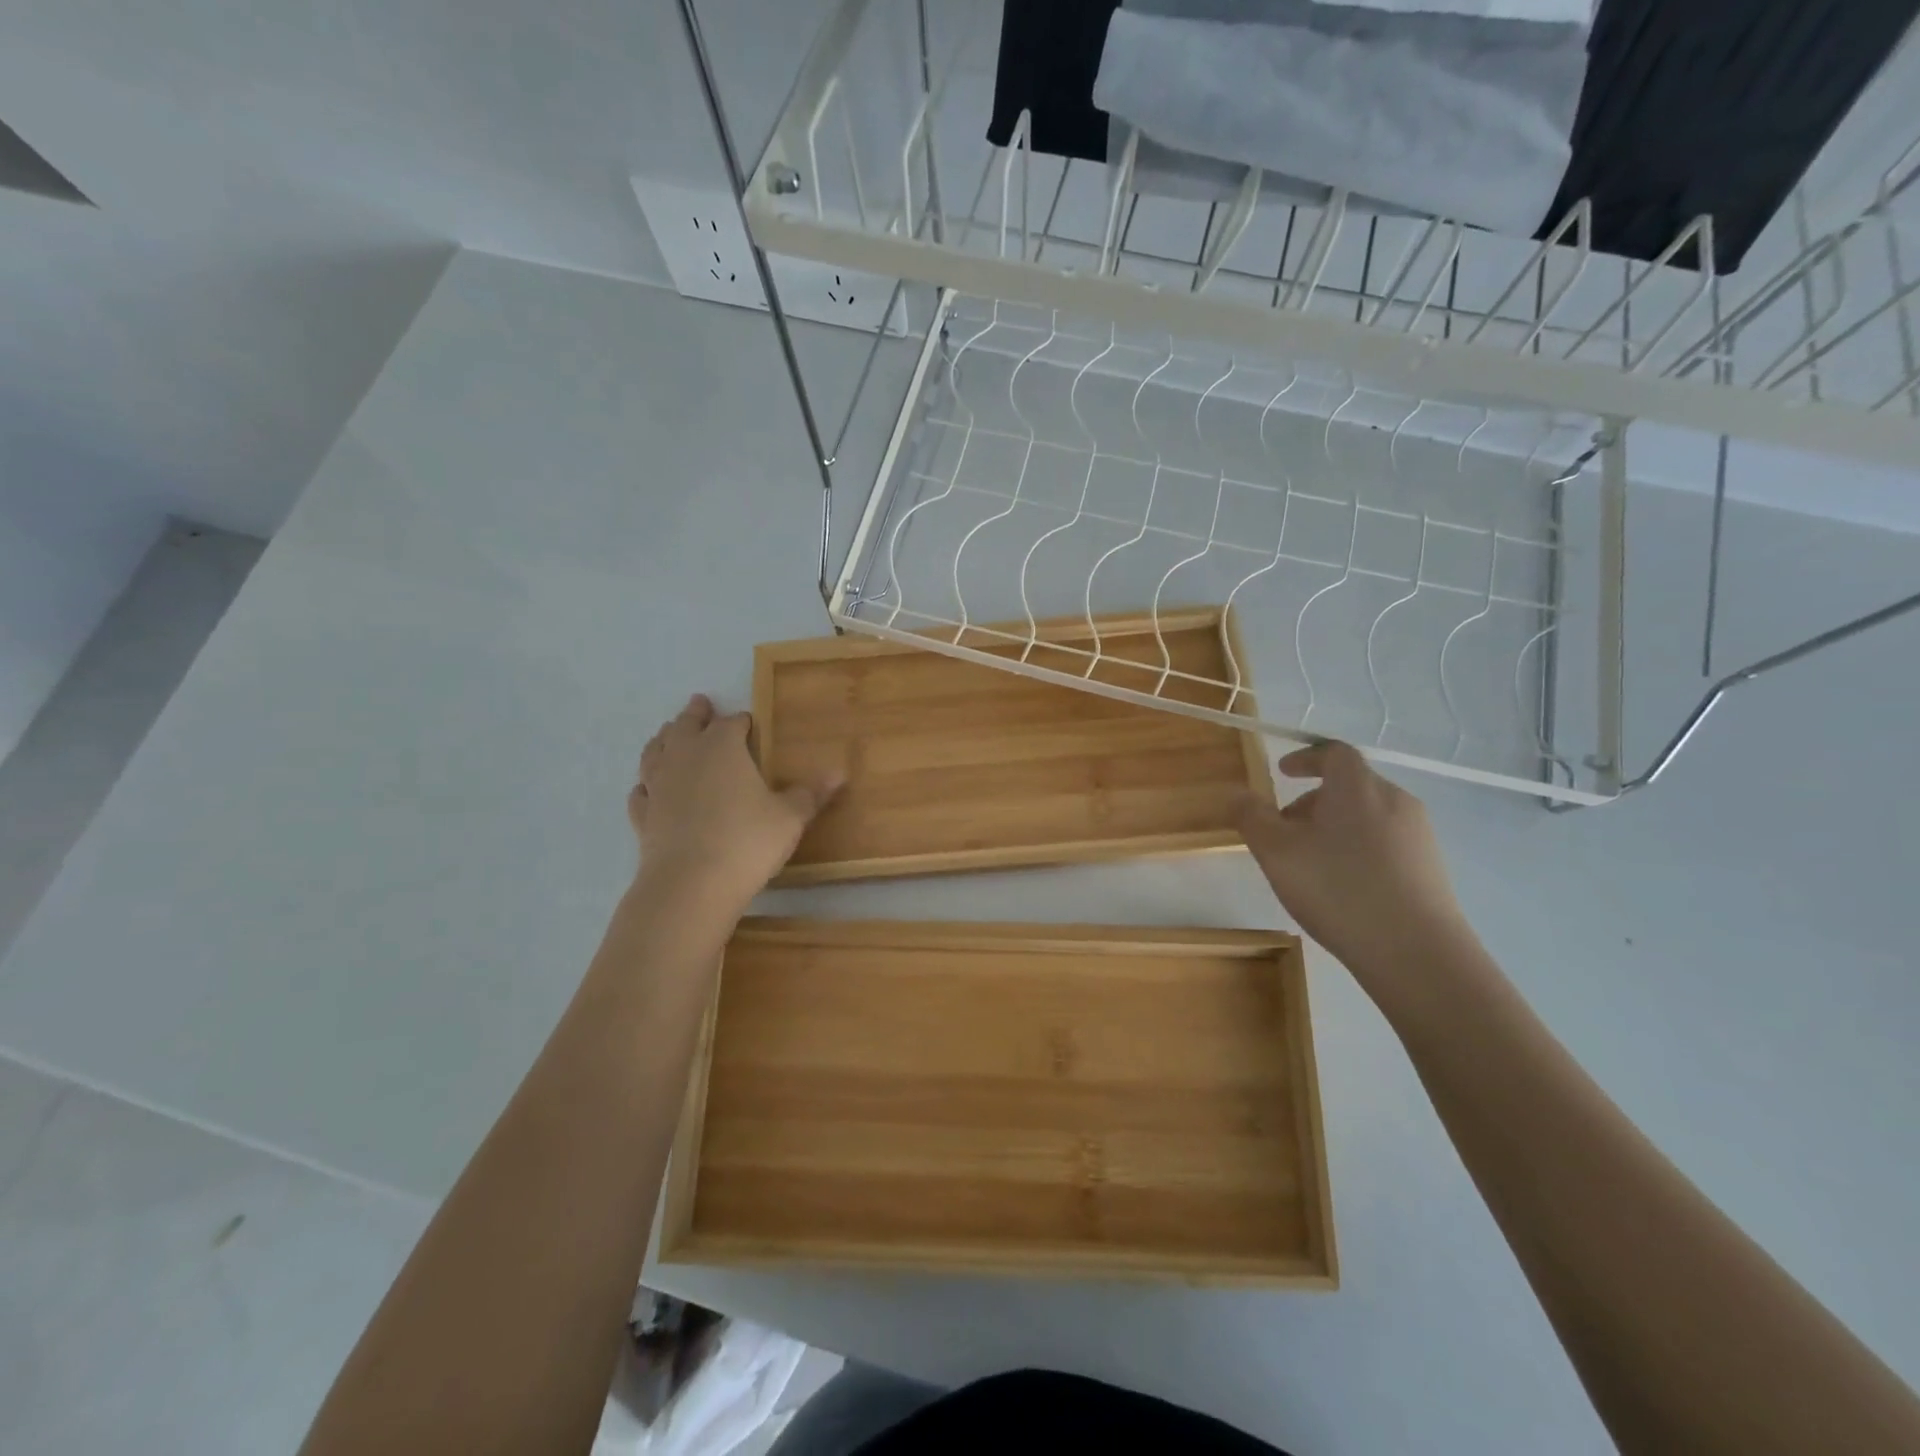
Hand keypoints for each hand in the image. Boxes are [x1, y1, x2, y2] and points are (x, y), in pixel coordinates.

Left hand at [628, 694, 841, 911]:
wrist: (690, 885)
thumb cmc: (747, 842)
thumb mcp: (790, 817)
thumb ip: (810, 794)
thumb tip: (840, 772)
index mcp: (722, 748)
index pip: (731, 723)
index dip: (740, 721)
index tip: (747, 722)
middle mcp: (685, 757)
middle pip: (686, 727)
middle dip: (695, 715)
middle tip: (699, 704)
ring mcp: (659, 786)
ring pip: (656, 752)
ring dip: (664, 740)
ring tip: (668, 734)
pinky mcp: (643, 816)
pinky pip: (642, 792)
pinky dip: (646, 785)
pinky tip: (648, 789)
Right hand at [1236, 741, 1471, 974]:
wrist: (1416, 953)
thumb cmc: (1337, 889)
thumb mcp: (1276, 852)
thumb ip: (1251, 817)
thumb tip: (1237, 794)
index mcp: (1357, 787)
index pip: (1334, 753)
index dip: (1306, 758)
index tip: (1283, 772)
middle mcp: (1394, 800)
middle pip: (1350, 786)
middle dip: (1314, 800)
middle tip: (1286, 829)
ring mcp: (1418, 835)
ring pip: (1368, 815)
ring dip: (1336, 826)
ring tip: (1311, 863)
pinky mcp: (1430, 868)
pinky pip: (1386, 842)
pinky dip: (1359, 849)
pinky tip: (1343, 887)